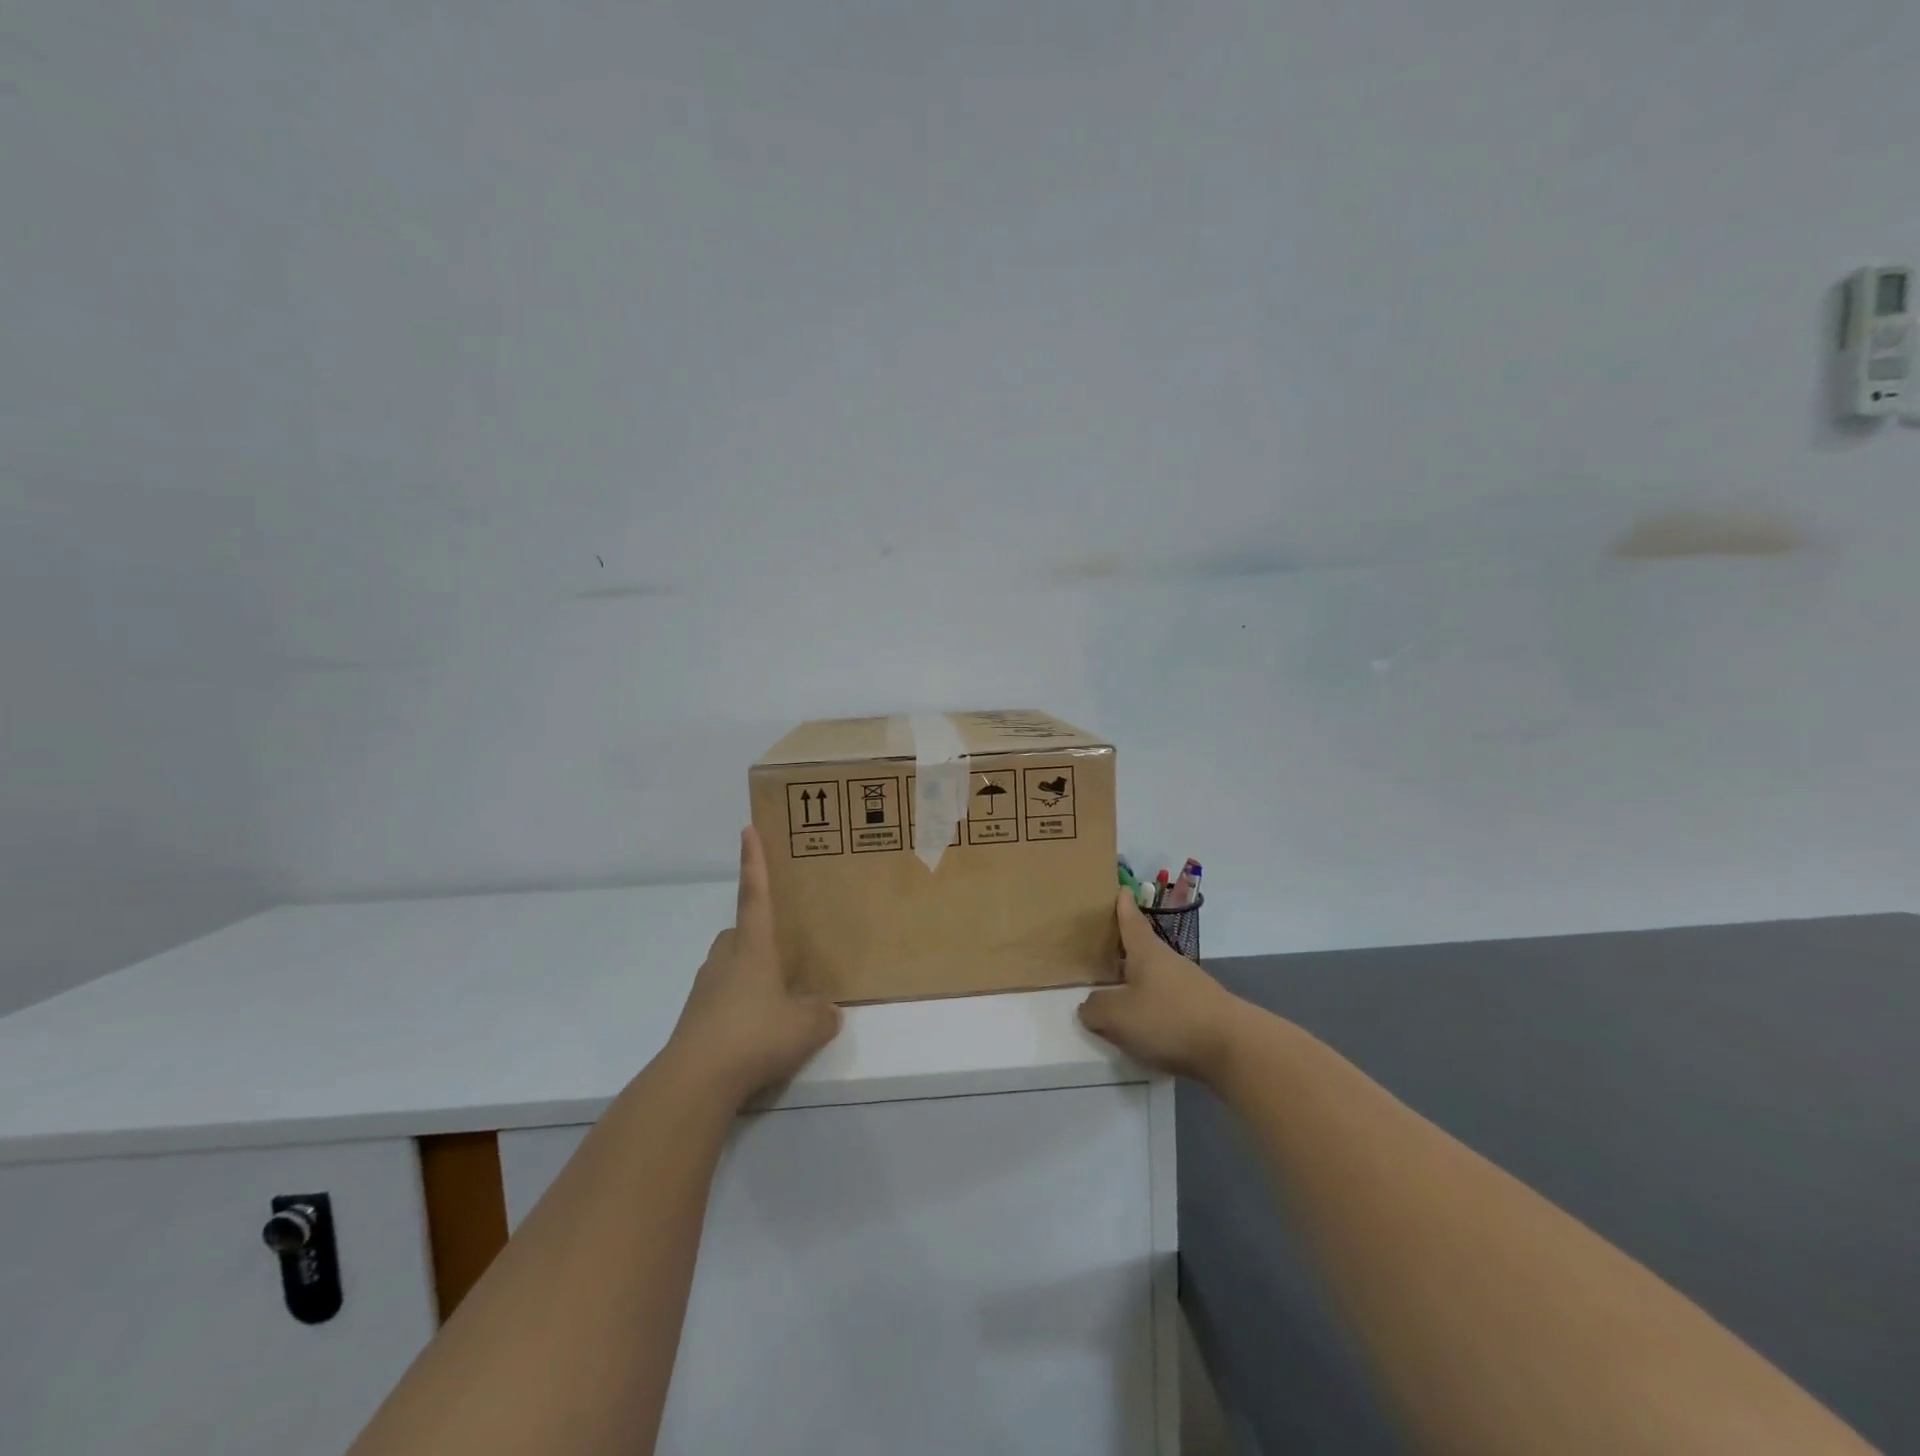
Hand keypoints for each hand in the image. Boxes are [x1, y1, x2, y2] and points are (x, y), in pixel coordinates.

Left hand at [666, 827, 842, 1106]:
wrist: (696, 1080)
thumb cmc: (755, 1036)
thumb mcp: (806, 1027)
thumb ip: (823, 1014)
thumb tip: (827, 1009)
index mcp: (753, 947)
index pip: (756, 895)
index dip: (754, 862)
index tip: (747, 830)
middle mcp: (726, 959)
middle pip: (738, 932)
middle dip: (754, 933)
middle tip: (780, 951)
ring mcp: (705, 989)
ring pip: (728, 966)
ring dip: (747, 973)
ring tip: (774, 1000)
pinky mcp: (694, 1018)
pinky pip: (721, 998)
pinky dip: (737, 1006)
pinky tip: (755, 1032)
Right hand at [1078, 892, 1243, 1082]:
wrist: (1234, 1048)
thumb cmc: (1169, 1018)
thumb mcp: (1118, 1016)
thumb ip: (1096, 1008)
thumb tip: (1088, 1005)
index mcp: (1146, 952)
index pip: (1131, 922)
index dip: (1124, 907)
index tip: (1122, 890)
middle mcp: (1169, 962)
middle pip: (1144, 950)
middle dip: (1126, 951)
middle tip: (1105, 951)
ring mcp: (1190, 986)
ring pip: (1157, 978)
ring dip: (1139, 983)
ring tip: (1119, 997)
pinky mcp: (1204, 1012)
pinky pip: (1170, 1003)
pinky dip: (1155, 1009)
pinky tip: (1146, 1028)